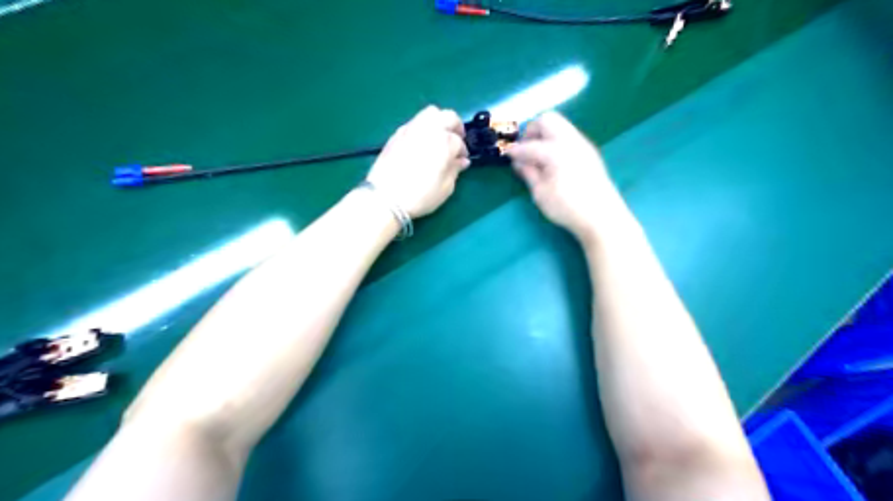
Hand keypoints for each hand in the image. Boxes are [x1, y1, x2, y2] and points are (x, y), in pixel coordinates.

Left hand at [366, 105, 469, 215]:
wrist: (386, 198)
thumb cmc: (420, 196)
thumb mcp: (445, 188)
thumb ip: (455, 170)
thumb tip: (461, 161)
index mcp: (444, 142)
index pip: (459, 141)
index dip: (462, 151)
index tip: (461, 160)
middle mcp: (429, 129)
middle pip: (448, 116)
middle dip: (456, 127)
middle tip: (456, 140)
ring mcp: (411, 128)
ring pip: (431, 113)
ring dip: (439, 121)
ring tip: (439, 137)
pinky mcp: (397, 133)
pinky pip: (415, 121)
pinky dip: (423, 127)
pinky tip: (422, 142)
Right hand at [509, 110, 625, 242]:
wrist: (602, 216)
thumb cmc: (567, 207)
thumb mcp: (540, 193)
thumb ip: (528, 173)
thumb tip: (518, 162)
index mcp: (555, 151)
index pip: (529, 145)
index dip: (515, 150)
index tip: (506, 155)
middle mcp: (570, 140)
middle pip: (547, 120)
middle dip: (532, 131)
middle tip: (525, 150)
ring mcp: (582, 143)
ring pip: (560, 125)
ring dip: (545, 134)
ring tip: (538, 156)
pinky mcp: (589, 151)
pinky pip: (568, 135)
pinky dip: (556, 140)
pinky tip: (553, 161)